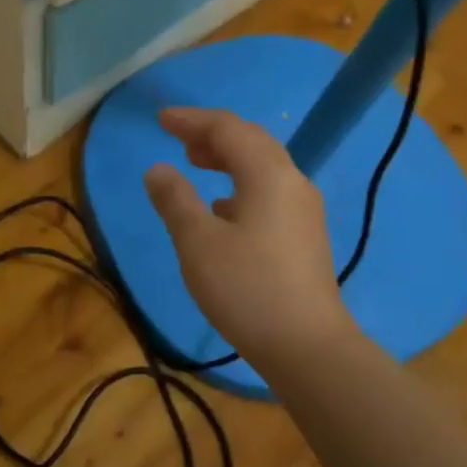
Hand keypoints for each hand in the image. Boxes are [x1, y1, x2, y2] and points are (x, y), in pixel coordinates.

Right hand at [144, 107, 356, 369]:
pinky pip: (269, 190)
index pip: (227, 129)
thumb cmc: (247, 289)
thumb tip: (157, 169)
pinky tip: (222, 208)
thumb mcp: (198, 243)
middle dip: (212, 134)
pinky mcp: (304, 235)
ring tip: (196, 163)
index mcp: (268, 174)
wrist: (308, 347)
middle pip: (251, 141)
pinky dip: (241, 184)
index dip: (192, 120)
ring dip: (228, 158)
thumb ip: (175, 200)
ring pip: (262, 166)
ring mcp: (303, 210)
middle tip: (179, 138)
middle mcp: (292, 182)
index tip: (160, 120)